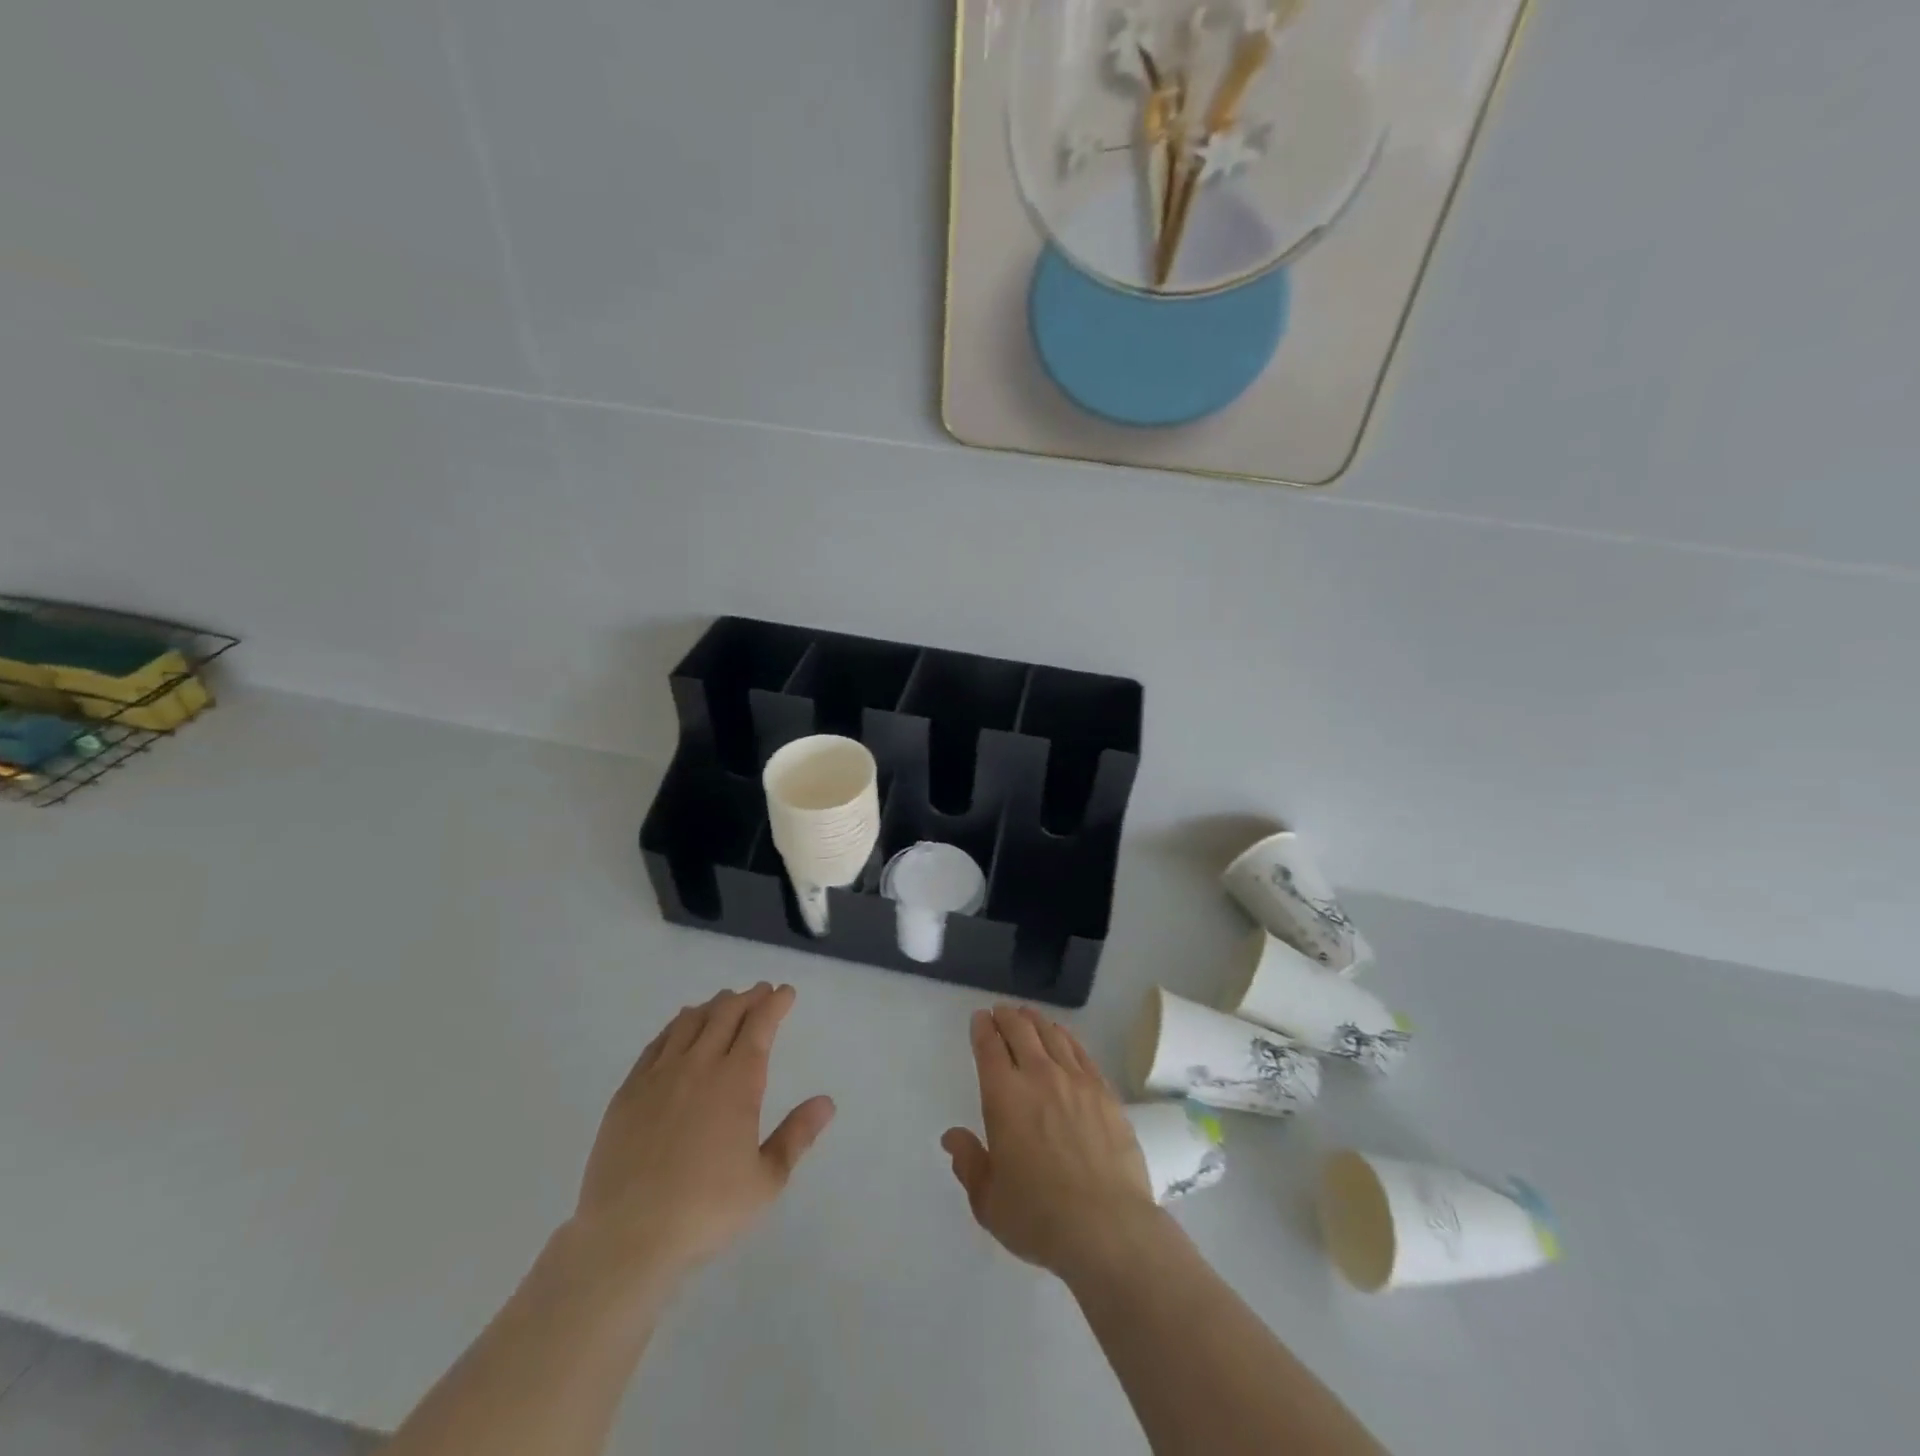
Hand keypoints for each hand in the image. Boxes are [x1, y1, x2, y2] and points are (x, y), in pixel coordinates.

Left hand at [573, 983, 835, 1282]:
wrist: (626, 1237)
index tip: (786, 992)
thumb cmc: (705, 1210)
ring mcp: (659, 1076)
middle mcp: (699, 1066)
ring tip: (724, 1003)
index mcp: (737, 1082)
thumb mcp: (766, 1180)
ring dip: (713, 1006)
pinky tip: (680, 1027)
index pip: (760, 1025)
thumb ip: (797, 1136)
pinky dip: (676, 1026)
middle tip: (761, 992)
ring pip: (690, 1022)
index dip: (775, 1004)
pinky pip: (657, 1043)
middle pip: (725, 1014)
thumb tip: (827, 1102)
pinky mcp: (628, 1091)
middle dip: (747, 997)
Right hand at [942, 1005, 1158, 1278]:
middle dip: (1006, 1017)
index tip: (980, 1018)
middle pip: (1020, 1031)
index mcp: (1004, 1097)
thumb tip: (952, 1136)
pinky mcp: (1104, 1092)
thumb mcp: (988, 1201)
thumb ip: (969, 1163)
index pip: (989, 1048)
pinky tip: (1063, 1036)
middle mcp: (1038, 1076)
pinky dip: (1066, 1037)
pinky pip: (1081, 1052)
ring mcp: (1075, 1081)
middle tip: (1000, 1011)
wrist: (1107, 1227)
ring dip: (1035, 1020)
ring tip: (1028, 1015)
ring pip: (1052, 1035)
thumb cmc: (1039, 1217)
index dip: (982, 1029)